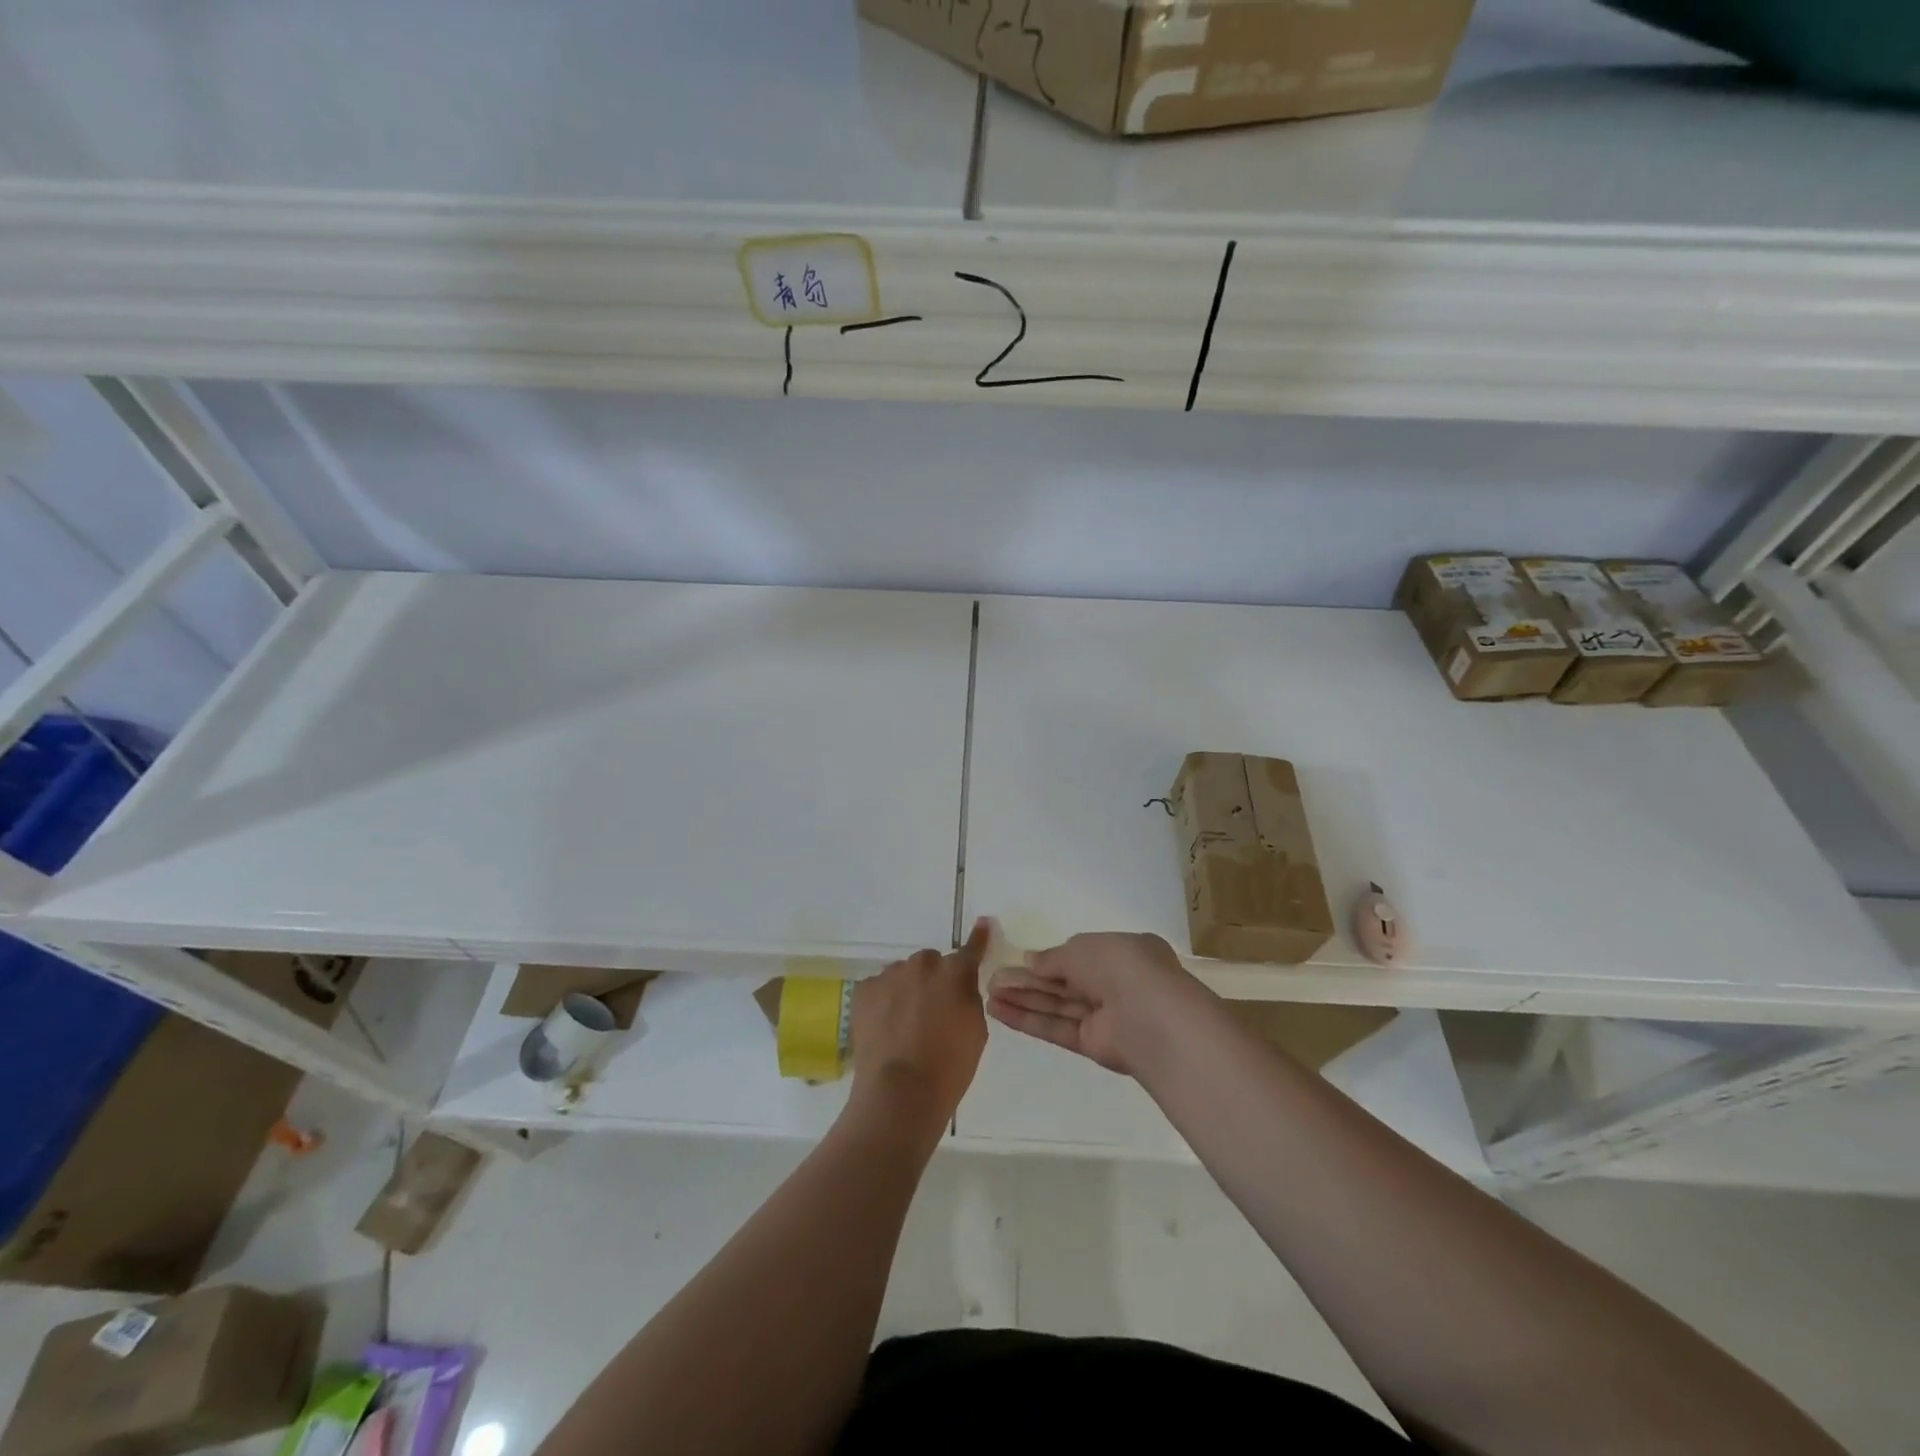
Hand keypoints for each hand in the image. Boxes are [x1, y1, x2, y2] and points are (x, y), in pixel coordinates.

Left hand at [848, 920, 988, 1133]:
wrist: (900, 1092)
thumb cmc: (949, 1067)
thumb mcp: (975, 1031)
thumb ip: (968, 998)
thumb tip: (958, 986)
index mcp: (954, 973)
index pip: (970, 949)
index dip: (978, 938)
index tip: (983, 924)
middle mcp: (921, 965)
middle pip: (930, 963)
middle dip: (933, 980)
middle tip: (932, 1012)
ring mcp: (889, 975)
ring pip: (902, 974)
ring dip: (906, 990)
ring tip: (904, 1025)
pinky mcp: (864, 991)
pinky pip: (879, 988)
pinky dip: (883, 1002)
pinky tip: (884, 1028)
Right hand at [986, 930, 1204, 1075]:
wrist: (1151, 1016)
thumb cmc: (1120, 966)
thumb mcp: (1081, 948)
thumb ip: (1053, 958)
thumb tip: (1031, 961)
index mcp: (1122, 952)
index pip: (1080, 954)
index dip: (1049, 959)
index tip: (1019, 961)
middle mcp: (1114, 983)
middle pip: (1063, 982)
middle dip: (1028, 981)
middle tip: (991, 979)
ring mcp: (1105, 1016)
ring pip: (1057, 1005)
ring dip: (1023, 1000)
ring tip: (987, 995)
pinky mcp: (1093, 1044)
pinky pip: (1057, 1028)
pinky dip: (1029, 1020)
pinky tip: (999, 1012)